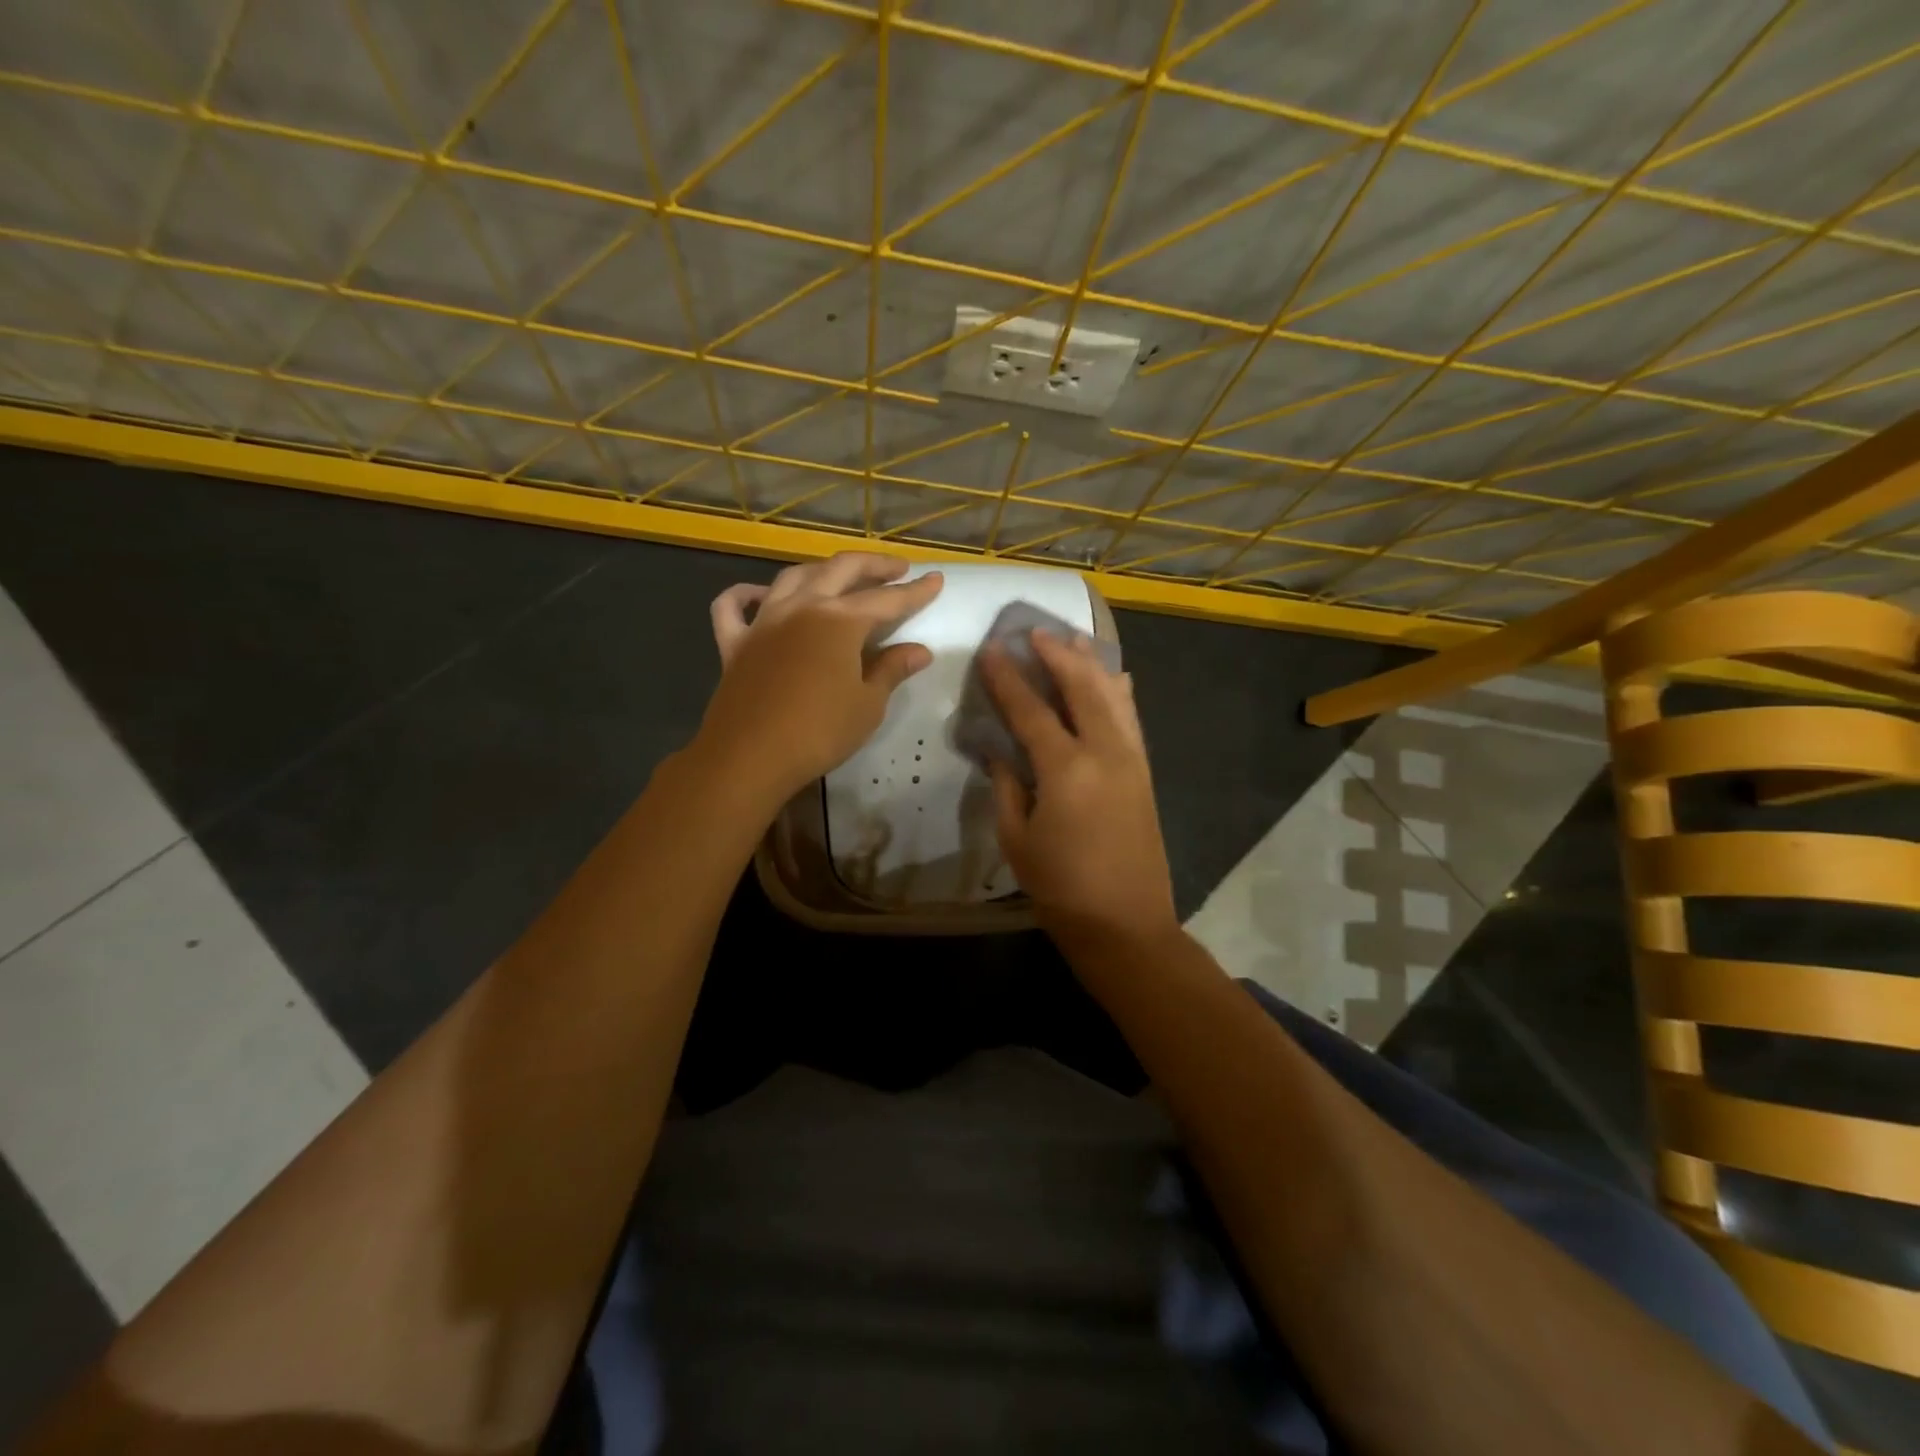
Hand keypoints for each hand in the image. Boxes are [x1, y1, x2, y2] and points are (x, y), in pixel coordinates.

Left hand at [699, 553, 942, 800]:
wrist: (750, 756)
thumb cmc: (819, 732)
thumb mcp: (867, 704)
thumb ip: (892, 670)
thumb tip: (920, 650)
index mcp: (840, 620)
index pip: (887, 599)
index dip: (916, 590)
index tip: (936, 578)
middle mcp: (802, 607)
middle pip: (841, 569)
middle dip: (874, 565)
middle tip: (897, 568)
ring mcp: (764, 621)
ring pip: (794, 576)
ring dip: (822, 570)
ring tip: (841, 577)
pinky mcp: (734, 642)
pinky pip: (734, 606)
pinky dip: (747, 594)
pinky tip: (760, 595)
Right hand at [982, 631, 1177, 946]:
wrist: (1126, 924)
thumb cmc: (1061, 888)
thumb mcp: (1017, 839)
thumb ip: (1006, 786)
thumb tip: (1000, 750)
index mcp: (1066, 769)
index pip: (1031, 709)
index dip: (1008, 678)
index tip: (992, 649)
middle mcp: (1105, 752)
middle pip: (1082, 686)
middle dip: (1057, 654)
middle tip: (1034, 631)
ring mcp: (1132, 759)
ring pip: (1114, 695)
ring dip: (1091, 663)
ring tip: (1072, 641)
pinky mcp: (1145, 772)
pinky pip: (1131, 718)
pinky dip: (1119, 692)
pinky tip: (1114, 678)